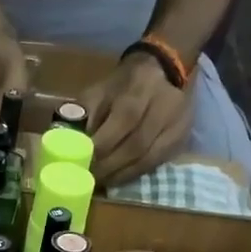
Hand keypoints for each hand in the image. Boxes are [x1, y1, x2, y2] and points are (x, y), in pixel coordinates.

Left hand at [80, 53, 192, 186]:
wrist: (164, 68)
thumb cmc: (123, 84)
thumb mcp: (100, 90)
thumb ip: (85, 114)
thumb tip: (68, 144)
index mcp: (138, 90)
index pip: (122, 122)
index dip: (101, 146)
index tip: (81, 163)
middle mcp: (162, 107)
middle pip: (136, 145)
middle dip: (109, 166)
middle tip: (89, 179)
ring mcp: (176, 124)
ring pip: (148, 158)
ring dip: (121, 175)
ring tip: (102, 182)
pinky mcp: (182, 138)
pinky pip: (157, 163)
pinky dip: (136, 174)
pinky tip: (119, 178)